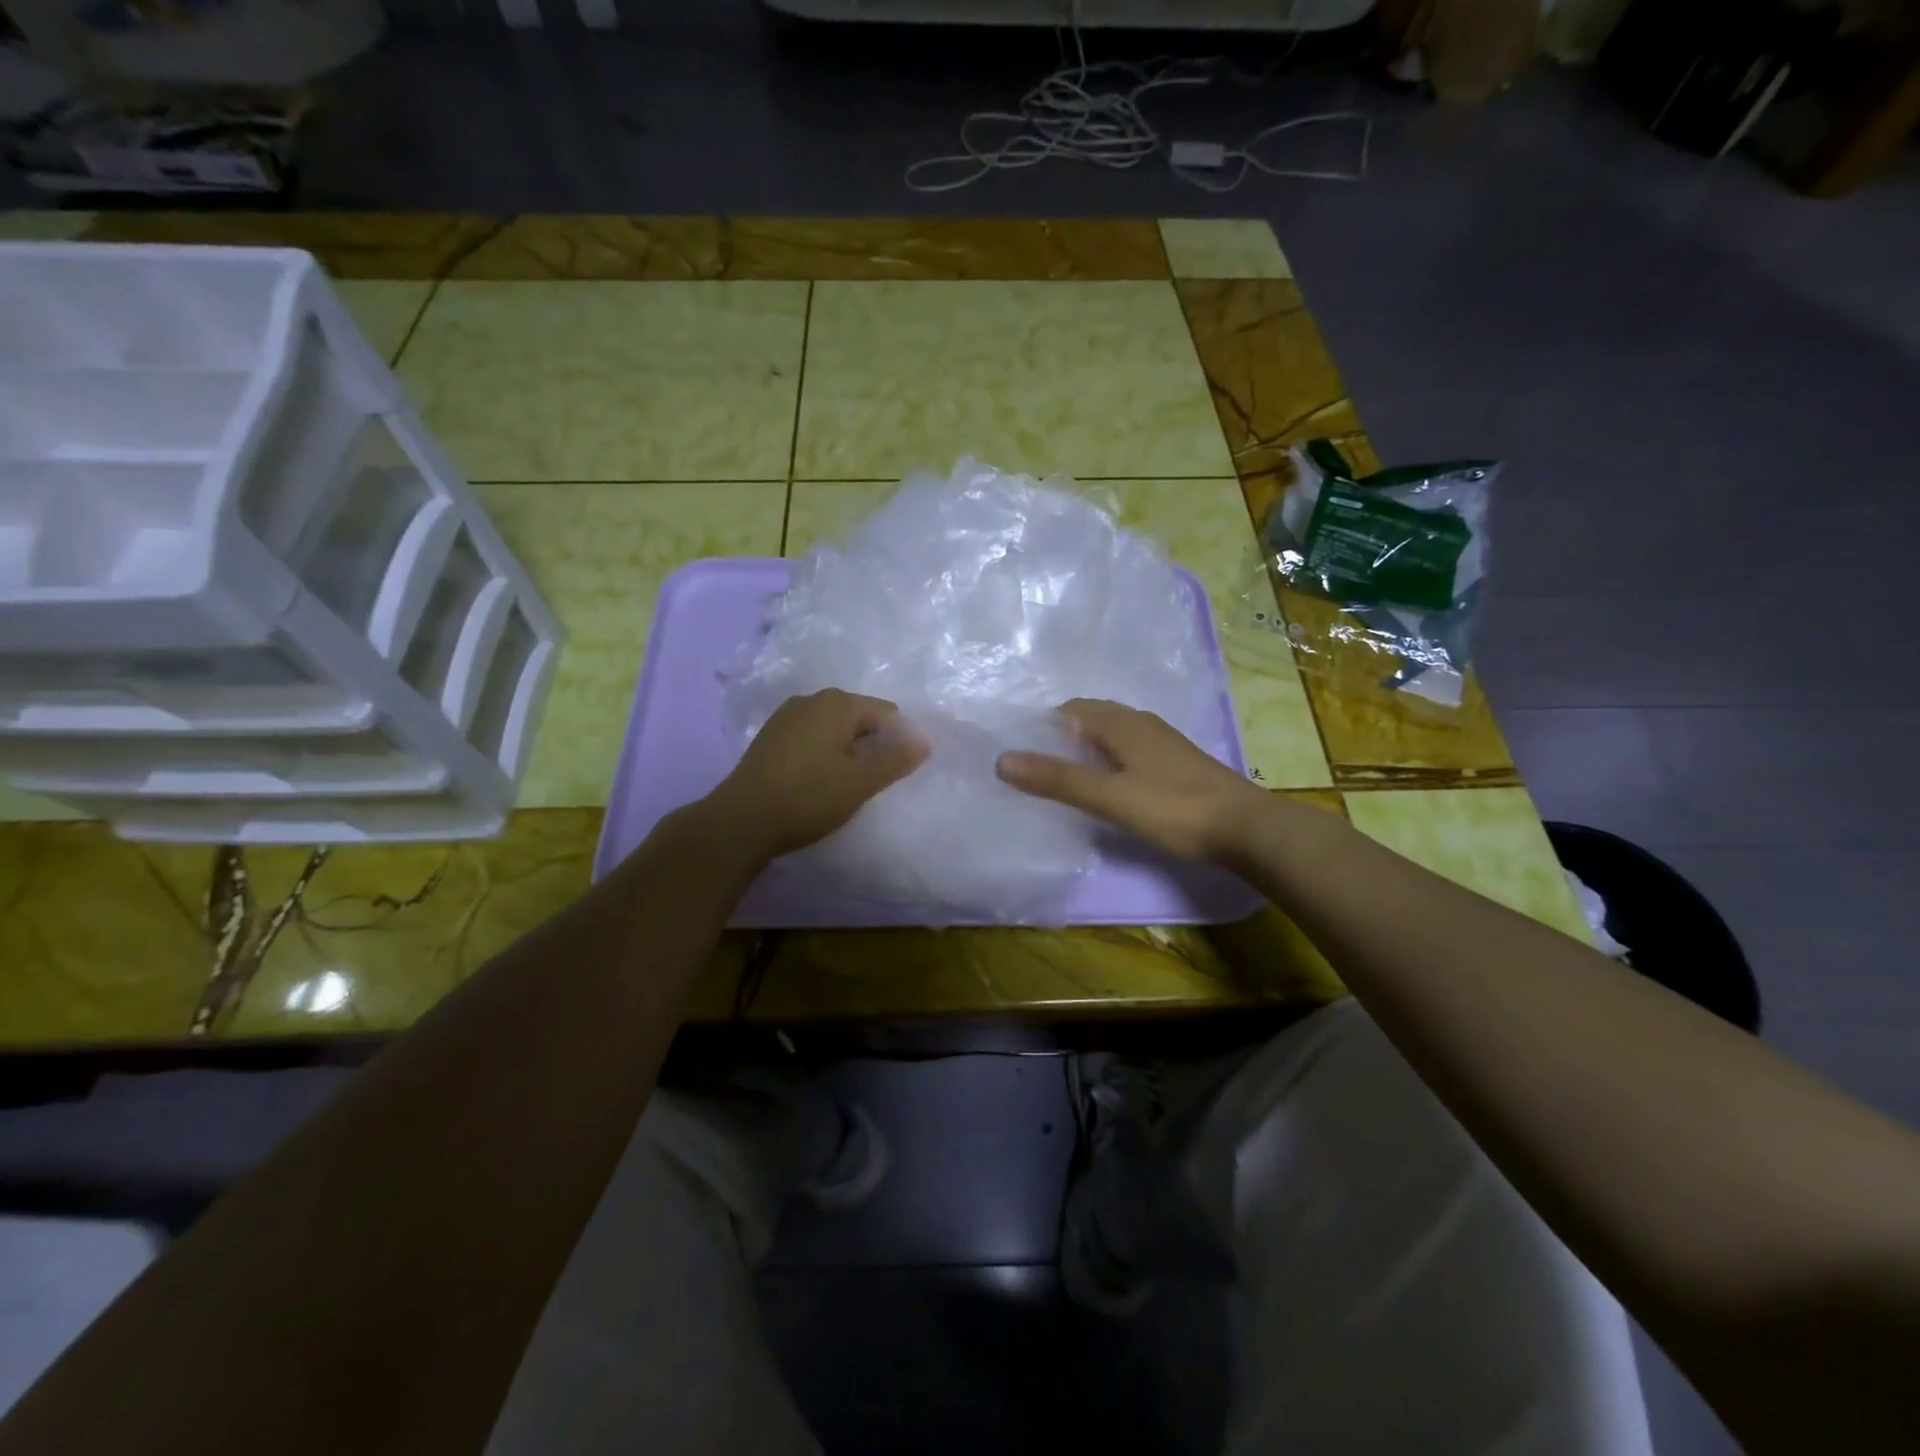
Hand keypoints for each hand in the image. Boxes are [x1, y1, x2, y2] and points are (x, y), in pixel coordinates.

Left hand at [705, 689, 927, 860]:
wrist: (741, 821)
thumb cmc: (808, 797)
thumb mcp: (861, 782)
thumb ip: (896, 759)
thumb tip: (924, 741)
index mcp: (837, 703)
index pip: (887, 713)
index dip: (898, 741)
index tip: (895, 774)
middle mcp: (811, 700)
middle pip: (859, 718)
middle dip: (872, 745)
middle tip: (872, 782)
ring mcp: (786, 717)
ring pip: (833, 729)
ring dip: (847, 751)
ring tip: (846, 786)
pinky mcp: (770, 738)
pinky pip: (811, 738)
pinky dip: (822, 754)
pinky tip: (817, 783)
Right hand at [995, 699, 1264, 862]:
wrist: (1245, 828)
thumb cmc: (1173, 808)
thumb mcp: (1109, 797)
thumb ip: (1058, 779)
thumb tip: (1002, 760)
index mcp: (1121, 723)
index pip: (1070, 710)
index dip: (1042, 726)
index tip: (1020, 752)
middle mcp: (1141, 723)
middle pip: (1090, 719)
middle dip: (1061, 737)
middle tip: (1035, 768)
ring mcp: (1161, 742)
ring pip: (1111, 735)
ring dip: (1085, 749)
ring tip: (1063, 778)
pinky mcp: (1175, 763)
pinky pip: (1129, 751)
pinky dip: (1108, 761)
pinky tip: (1107, 787)